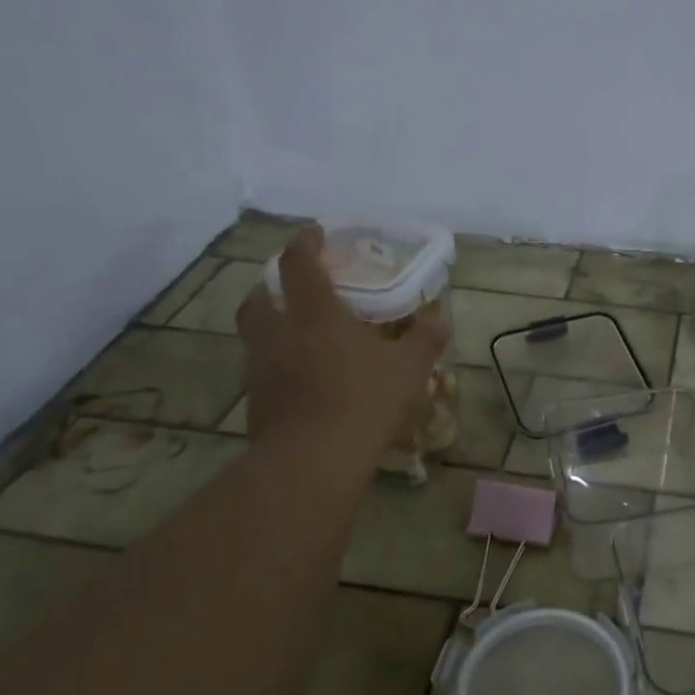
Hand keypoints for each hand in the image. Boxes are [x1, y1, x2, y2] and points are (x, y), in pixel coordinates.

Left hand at [237, 226, 447, 455]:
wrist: (313, 460)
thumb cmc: (364, 400)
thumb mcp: (409, 368)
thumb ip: (425, 339)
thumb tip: (439, 319)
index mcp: (314, 314)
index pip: (299, 264)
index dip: (305, 243)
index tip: (315, 234)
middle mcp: (278, 333)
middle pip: (259, 297)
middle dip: (272, 286)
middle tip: (293, 289)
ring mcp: (260, 368)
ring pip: (256, 335)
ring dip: (272, 327)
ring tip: (300, 336)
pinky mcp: (254, 402)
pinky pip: (262, 371)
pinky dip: (278, 365)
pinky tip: (302, 380)